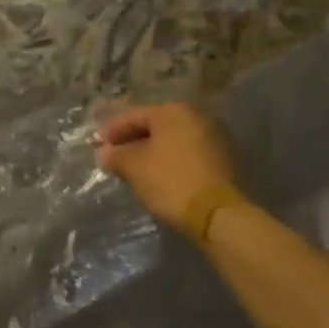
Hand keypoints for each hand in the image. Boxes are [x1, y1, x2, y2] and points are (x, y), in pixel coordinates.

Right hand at [97, 102, 245, 241]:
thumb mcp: (134, 167)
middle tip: (117, 158)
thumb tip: (105, 153)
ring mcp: (218, 138)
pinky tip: (163, 177)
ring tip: (138, 170)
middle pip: (156, 127)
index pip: (134, 116)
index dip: (113, 131)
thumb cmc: (172, 181)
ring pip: (175, 141)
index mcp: (174, 111)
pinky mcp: (229, 161)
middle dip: (134, 142)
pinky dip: (174, 162)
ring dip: (155, 152)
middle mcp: (199, 117)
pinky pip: (191, 155)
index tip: (100, 147)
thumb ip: (116, 156)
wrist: (221, 216)